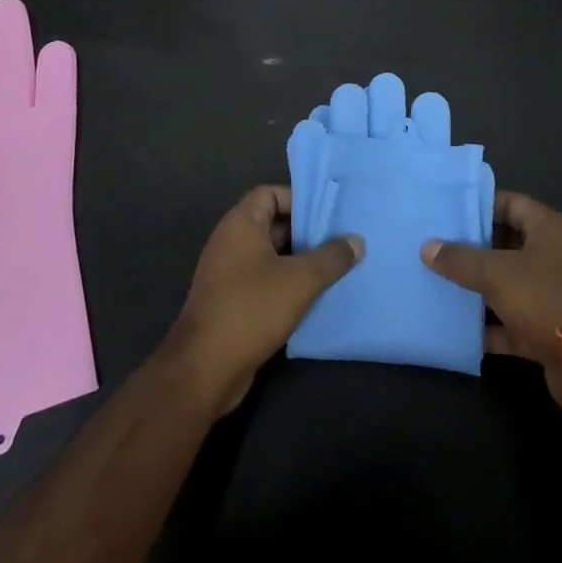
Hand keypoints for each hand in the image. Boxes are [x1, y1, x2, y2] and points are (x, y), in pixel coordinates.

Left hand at [170, 185, 362, 414]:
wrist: (205, 369)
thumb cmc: (252, 308)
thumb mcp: (300, 280)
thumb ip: (331, 258)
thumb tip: (357, 240)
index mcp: (240, 224)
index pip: (270, 194)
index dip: (298, 200)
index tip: (327, 216)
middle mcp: (230, 242)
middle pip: (272, 224)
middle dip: (305, 233)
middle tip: (339, 242)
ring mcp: (228, 274)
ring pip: (270, 256)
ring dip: (298, 262)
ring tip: (334, 269)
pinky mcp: (231, 303)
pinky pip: (264, 282)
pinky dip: (286, 285)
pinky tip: (313, 298)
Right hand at [422, 191, 561, 414]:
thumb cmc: (547, 299)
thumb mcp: (497, 273)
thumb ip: (460, 259)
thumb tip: (427, 246)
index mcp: (546, 229)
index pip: (510, 203)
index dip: (479, 205)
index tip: (446, 210)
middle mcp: (551, 256)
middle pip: (506, 244)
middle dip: (472, 248)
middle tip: (433, 247)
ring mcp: (550, 295)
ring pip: (507, 285)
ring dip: (477, 289)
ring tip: (436, 283)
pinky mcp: (547, 331)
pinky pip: (511, 323)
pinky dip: (489, 327)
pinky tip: (456, 329)